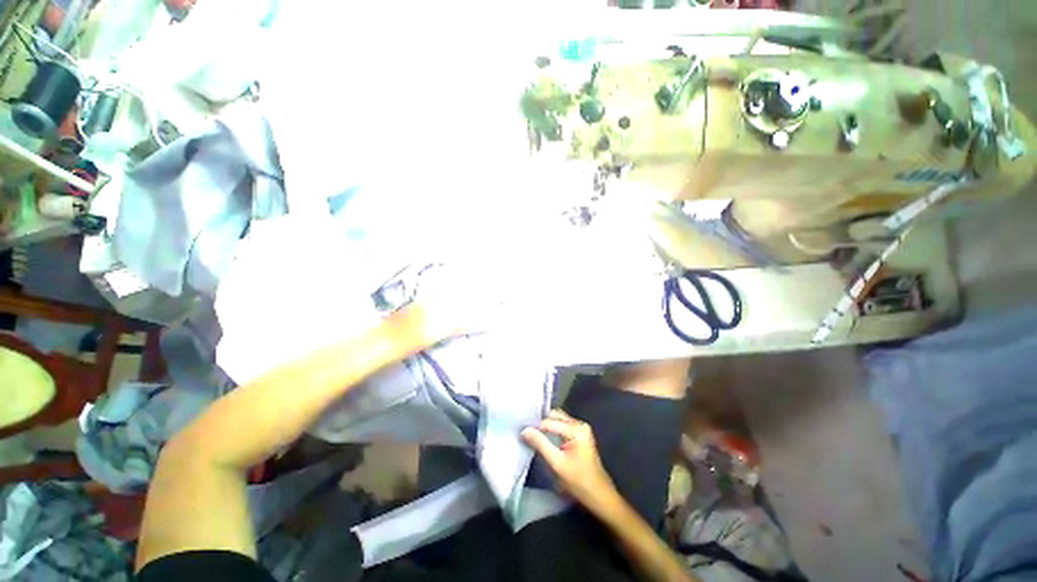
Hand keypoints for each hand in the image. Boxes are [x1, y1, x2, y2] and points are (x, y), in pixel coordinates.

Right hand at [522, 409, 620, 515]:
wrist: (600, 496)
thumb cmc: (580, 482)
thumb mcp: (557, 463)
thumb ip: (541, 444)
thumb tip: (524, 430)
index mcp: (576, 429)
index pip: (550, 422)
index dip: (535, 426)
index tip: (521, 432)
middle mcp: (579, 424)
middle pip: (555, 416)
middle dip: (540, 422)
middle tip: (524, 429)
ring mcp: (581, 428)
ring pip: (558, 420)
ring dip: (545, 425)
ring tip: (530, 432)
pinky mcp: (579, 435)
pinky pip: (562, 426)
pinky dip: (551, 429)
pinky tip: (541, 436)